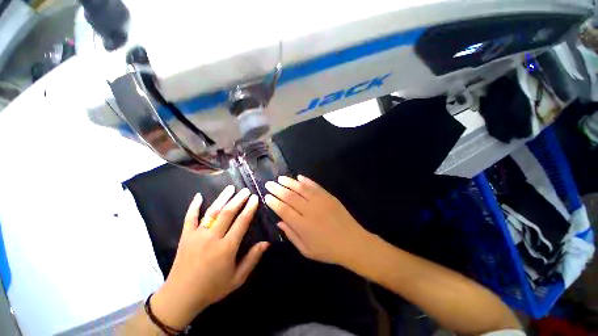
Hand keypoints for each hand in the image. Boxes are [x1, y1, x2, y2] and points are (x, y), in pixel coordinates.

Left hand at [151, 186, 268, 328]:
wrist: (181, 296)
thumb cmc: (212, 288)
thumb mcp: (237, 279)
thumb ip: (252, 259)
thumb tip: (266, 243)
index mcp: (227, 248)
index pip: (242, 222)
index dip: (250, 208)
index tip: (255, 198)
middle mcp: (212, 238)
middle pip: (228, 213)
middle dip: (238, 199)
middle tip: (246, 190)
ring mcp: (197, 235)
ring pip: (212, 212)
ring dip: (222, 198)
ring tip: (230, 188)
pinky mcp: (185, 236)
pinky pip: (189, 218)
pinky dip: (194, 206)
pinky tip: (199, 196)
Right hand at [264, 175, 367, 264]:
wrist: (353, 243)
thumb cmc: (328, 250)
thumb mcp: (306, 250)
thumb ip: (291, 235)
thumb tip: (279, 222)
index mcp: (302, 225)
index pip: (283, 209)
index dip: (273, 202)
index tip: (266, 196)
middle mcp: (309, 210)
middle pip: (290, 196)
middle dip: (277, 189)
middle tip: (269, 183)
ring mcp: (320, 201)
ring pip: (301, 188)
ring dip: (289, 182)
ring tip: (280, 178)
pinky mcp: (329, 197)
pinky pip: (315, 186)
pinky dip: (306, 181)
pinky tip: (299, 177)